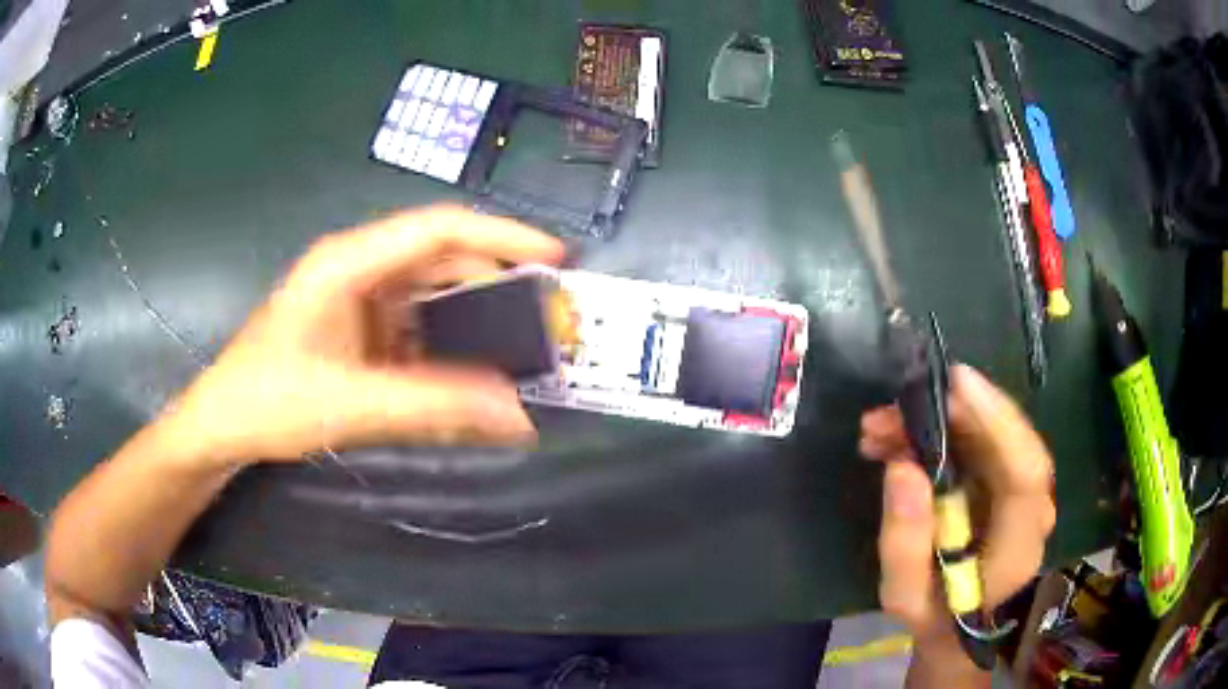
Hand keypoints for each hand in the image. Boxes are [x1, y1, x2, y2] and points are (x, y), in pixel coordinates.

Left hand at [167, 205, 565, 464]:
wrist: (223, 424)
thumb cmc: (270, 402)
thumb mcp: (353, 405)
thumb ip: (436, 407)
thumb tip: (518, 414)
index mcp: (349, 263)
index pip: (438, 229)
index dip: (502, 237)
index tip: (555, 258)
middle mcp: (358, 268)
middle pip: (441, 258)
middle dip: (496, 281)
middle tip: (545, 314)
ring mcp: (357, 297)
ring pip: (431, 293)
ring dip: (475, 315)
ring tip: (520, 341)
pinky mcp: (358, 327)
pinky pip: (415, 325)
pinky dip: (447, 344)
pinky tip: (470, 370)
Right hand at [859, 365, 1055, 648]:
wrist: (957, 626)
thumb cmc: (935, 616)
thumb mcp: (905, 595)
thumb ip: (905, 543)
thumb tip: (902, 466)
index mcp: (1020, 542)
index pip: (1025, 471)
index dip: (998, 420)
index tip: (955, 384)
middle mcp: (1033, 505)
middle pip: (1009, 438)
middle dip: (952, 412)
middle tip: (892, 409)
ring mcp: (1023, 488)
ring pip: (992, 432)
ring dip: (940, 418)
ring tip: (880, 427)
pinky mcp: (1006, 477)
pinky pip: (981, 439)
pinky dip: (942, 428)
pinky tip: (899, 436)